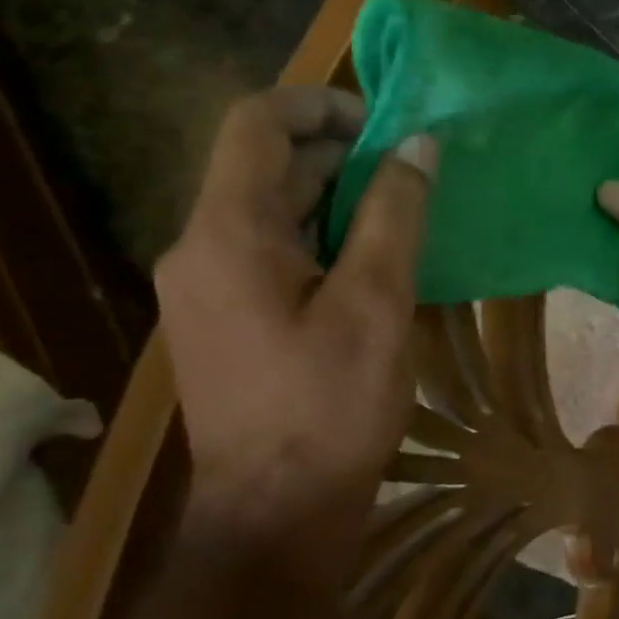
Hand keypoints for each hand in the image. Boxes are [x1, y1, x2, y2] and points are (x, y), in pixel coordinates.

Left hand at [155, 87, 435, 562]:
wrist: (276, 514)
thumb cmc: (330, 407)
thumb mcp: (377, 303)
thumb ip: (396, 215)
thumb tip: (418, 146)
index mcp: (228, 234)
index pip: (256, 124)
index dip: (320, 104)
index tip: (385, 124)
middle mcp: (200, 248)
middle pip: (268, 168)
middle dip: (343, 157)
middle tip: (414, 177)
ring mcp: (206, 287)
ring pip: (273, 211)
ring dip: (338, 200)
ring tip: (406, 218)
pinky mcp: (224, 318)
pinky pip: (272, 252)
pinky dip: (323, 239)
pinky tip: (374, 265)